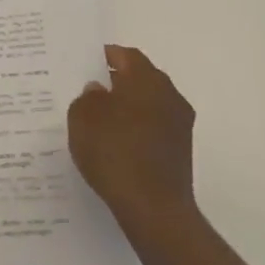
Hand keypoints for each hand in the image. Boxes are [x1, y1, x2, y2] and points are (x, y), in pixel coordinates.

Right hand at [68, 45, 197, 230]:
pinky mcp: (181, 150)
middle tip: (91, 89)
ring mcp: (180, 124)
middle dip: (117, 81)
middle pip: (141, 78)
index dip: (106, 56)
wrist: (153, 208)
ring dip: (128, 106)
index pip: (127, 56)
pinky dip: (137, 127)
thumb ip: (87, 97)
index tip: (87, 63)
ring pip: (149, 103)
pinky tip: (117, 142)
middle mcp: (170, 95)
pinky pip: (154, 126)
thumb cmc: (114, 152)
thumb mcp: (82, 117)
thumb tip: (98, 90)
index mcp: (147, 79)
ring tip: (100, 119)